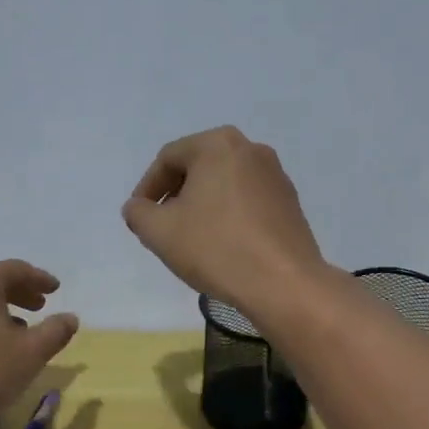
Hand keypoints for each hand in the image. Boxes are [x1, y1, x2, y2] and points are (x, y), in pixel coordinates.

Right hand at [121, 126, 327, 311]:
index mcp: (218, 144)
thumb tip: (138, 207)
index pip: (168, 159)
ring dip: (203, 206)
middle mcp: (251, 149)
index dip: (147, 188)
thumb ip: (138, 213)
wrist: (283, 283)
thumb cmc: (216, 249)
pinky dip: (229, 216)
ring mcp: (276, 176)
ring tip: (192, 239)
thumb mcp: (160, 232)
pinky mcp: (291, 203)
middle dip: (176, 196)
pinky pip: (248, 202)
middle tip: (163, 227)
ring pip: (225, 185)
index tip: (140, 218)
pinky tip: (223, 245)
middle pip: (199, 168)